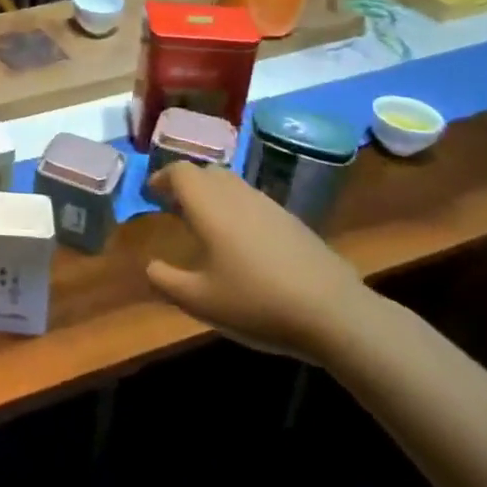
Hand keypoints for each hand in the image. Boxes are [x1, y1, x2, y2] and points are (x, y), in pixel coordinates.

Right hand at [143, 162, 376, 362]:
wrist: (336, 315)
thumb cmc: (257, 303)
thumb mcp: (199, 301)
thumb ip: (165, 281)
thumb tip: (150, 266)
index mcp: (210, 206)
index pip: (180, 171)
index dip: (162, 178)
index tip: (151, 195)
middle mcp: (238, 196)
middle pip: (207, 172)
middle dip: (186, 184)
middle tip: (174, 209)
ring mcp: (270, 207)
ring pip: (233, 185)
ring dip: (213, 196)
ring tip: (206, 227)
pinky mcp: (294, 223)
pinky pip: (255, 203)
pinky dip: (238, 210)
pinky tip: (243, 246)